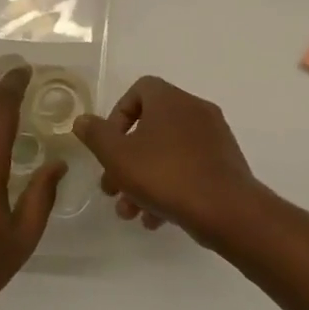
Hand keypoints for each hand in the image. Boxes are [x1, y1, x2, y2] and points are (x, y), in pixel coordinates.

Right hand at [72, 76, 265, 240]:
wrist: (226, 209)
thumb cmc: (166, 175)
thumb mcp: (118, 156)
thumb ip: (96, 136)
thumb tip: (82, 120)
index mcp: (170, 100)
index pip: (139, 90)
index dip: (118, 115)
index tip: (109, 145)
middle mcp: (194, 110)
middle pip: (151, 127)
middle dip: (126, 159)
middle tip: (111, 188)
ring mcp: (214, 137)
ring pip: (168, 152)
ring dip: (144, 179)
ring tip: (131, 212)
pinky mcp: (224, 163)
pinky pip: (189, 167)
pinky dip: (170, 187)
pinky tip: (155, 219)